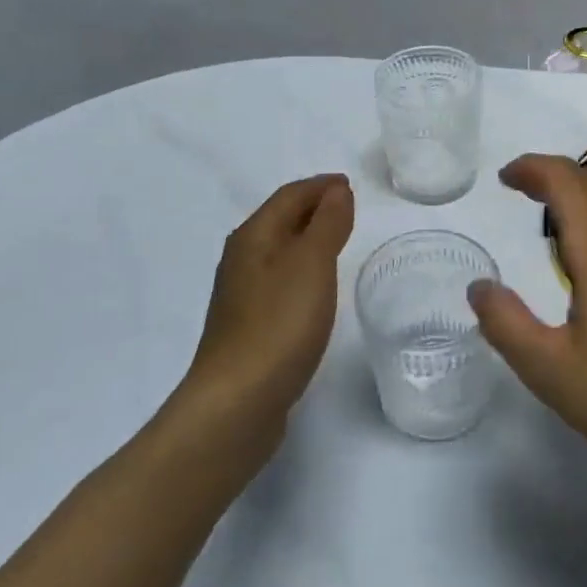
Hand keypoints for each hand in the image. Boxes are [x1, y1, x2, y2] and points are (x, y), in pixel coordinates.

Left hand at [184, 173, 354, 431]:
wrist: (237, 402)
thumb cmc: (279, 323)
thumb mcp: (312, 264)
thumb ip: (327, 223)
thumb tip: (336, 191)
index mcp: (253, 236)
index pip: (289, 196)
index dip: (320, 186)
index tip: (349, 184)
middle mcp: (241, 258)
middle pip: (279, 219)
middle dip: (312, 207)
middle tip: (347, 206)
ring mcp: (241, 294)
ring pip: (278, 250)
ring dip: (306, 238)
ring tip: (337, 240)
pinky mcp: (248, 325)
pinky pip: (279, 279)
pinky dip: (301, 268)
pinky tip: (314, 286)